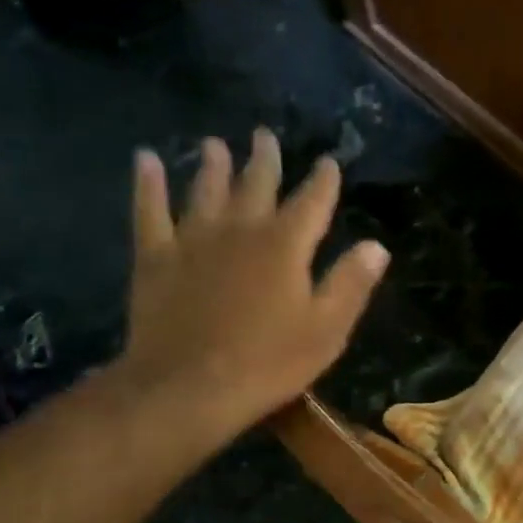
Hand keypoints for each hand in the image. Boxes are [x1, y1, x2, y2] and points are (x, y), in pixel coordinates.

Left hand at [111, 128, 387, 436]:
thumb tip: (377, 246)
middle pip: (257, 184)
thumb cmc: (267, 363)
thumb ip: (351, 283)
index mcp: (286, 245)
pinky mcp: (156, 256)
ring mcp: (193, 239)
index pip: (312, 202)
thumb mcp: (327, 330)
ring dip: (213, 165)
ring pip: (206, 189)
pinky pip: (150, 209)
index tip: (328, 162)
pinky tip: (145, 159)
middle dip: (265, 159)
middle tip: (265, 136)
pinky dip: (148, 183)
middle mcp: (241, 229)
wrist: (188, 387)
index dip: (323, 180)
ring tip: (215, 144)